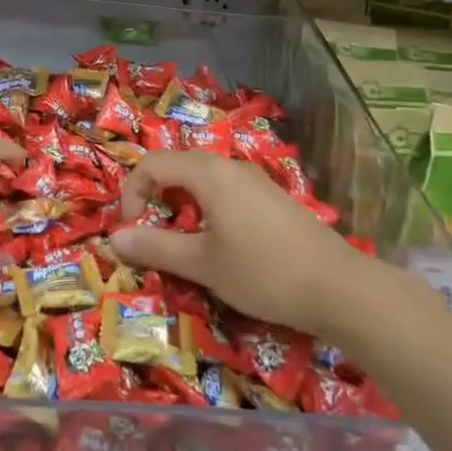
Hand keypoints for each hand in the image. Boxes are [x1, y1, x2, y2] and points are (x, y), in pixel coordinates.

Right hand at [109, 151, 368, 337]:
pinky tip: (222, 247)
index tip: (131, 231)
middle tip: (154, 240)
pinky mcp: (271, 198)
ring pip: (203, 182)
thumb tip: (113, 238)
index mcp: (208, 172)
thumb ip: (155, 247)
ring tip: (186, 247)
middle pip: (177, 168)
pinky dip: (208, 212)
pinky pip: (226, 193)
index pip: (152, 164)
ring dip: (182, 207)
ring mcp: (255, 180)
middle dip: (156, 200)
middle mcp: (230, 166)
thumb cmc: (262, 271)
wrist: (338, 287)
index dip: (132, 193)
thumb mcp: (202, 264)